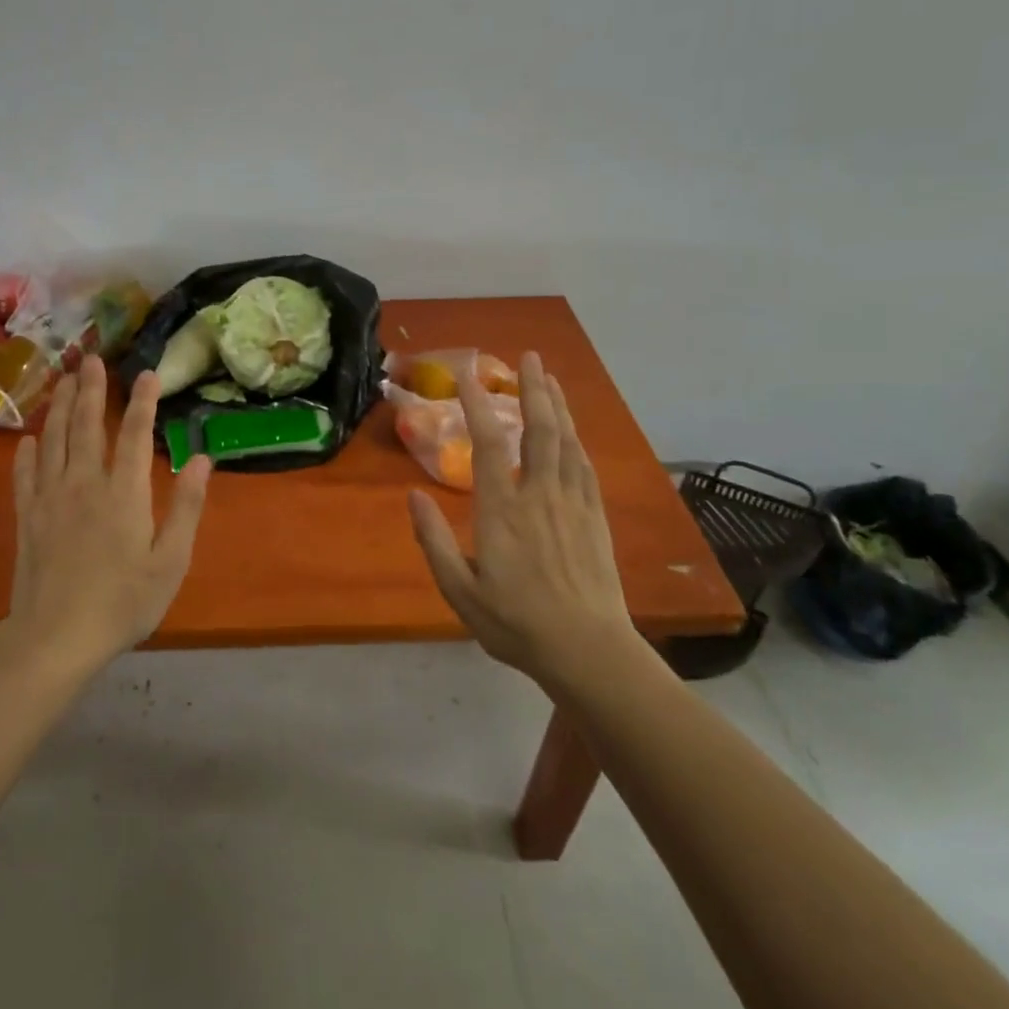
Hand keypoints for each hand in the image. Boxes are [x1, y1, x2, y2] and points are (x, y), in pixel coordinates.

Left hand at [6, 356, 212, 668]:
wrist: (55, 638)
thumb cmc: (123, 603)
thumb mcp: (170, 561)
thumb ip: (187, 507)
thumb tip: (203, 459)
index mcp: (123, 493)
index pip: (133, 435)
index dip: (141, 401)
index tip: (146, 373)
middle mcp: (84, 484)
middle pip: (85, 426)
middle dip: (90, 389)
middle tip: (90, 357)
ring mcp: (50, 499)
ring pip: (53, 441)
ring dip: (60, 407)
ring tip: (63, 379)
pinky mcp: (27, 518)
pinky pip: (25, 475)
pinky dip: (28, 452)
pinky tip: (30, 439)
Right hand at [408, 352, 631, 688]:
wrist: (587, 651)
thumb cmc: (516, 624)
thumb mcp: (460, 591)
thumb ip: (433, 541)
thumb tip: (412, 496)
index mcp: (502, 511)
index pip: (488, 443)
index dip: (476, 404)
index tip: (466, 374)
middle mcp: (539, 496)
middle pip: (538, 430)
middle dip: (533, 389)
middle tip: (530, 357)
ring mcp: (572, 504)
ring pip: (566, 442)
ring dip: (558, 406)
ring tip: (550, 378)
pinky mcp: (595, 518)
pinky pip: (585, 466)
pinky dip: (576, 439)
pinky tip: (572, 430)